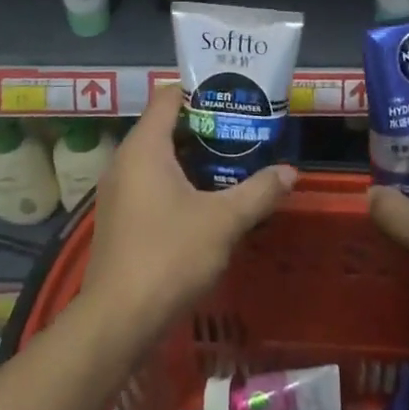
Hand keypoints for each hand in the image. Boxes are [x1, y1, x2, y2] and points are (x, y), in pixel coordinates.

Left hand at [83, 86, 295, 330]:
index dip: (201, 90)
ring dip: (194, 158)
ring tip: (234, 161)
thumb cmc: (169, 255)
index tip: (235, 95)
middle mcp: (125, 160)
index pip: (169, 96)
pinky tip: (207, 199)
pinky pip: (151, 183)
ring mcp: (118, 190)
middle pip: (165, 126)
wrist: (118, 320)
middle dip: (205, 126)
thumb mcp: (224, 221)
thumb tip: (290, 172)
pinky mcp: (119, 217)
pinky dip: (178, 181)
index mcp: (144, 147)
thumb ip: (258, 191)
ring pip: (159, 158)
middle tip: (244, 129)